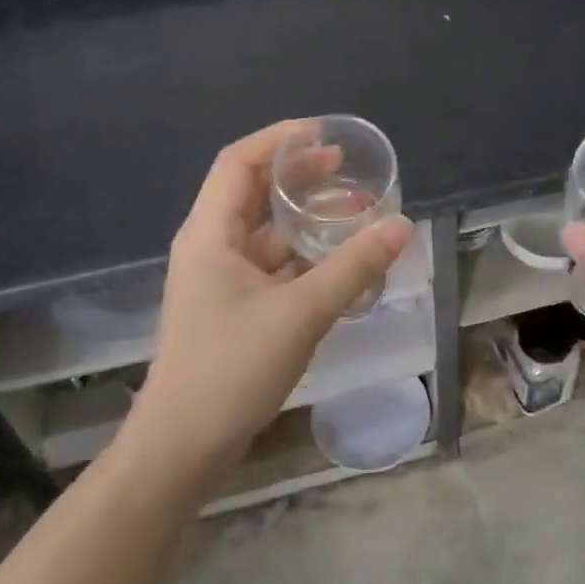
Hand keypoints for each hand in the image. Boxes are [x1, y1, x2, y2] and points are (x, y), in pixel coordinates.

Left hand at [121, 121, 412, 482]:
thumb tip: (402, 226)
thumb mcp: (300, 313)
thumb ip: (353, 267)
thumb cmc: (230, 369)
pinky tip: (339, 263)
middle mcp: (211, 247)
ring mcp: (221, 280)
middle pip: (253, 193)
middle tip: (347, 171)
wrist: (182, 448)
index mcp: (210, 233)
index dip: (279, 140)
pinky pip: (273, 266)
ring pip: (267, 233)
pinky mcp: (234, 308)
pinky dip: (304, 256)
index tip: (324, 135)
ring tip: (354, 214)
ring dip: (306, 219)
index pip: (238, 162)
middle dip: (299, 176)